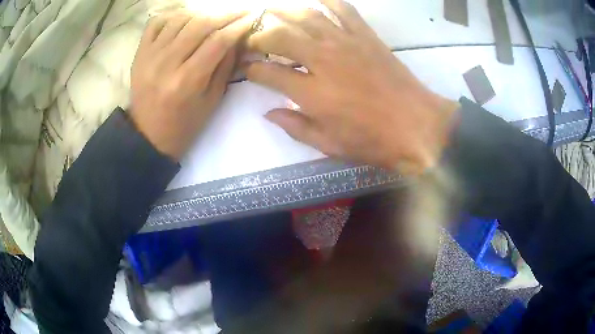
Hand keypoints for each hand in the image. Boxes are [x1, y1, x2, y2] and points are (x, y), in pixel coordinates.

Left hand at [131, 11, 252, 160]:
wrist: (148, 135)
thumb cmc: (184, 124)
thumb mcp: (212, 100)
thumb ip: (225, 66)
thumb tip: (237, 38)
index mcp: (187, 81)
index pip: (218, 41)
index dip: (238, 26)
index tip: (252, 17)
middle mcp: (166, 64)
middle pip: (200, 24)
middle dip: (225, 14)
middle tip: (239, 12)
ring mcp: (149, 56)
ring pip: (180, 19)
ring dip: (201, 14)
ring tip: (213, 18)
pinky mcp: (139, 54)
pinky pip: (156, 23)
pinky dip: (173, 16)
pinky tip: (184, 20)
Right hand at [246, 0, 458, 173]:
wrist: (418, 126)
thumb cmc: (373, 141)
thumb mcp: (329, 145)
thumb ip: (295, 126)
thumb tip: (268, 112)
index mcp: (312, 93)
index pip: (268, 73)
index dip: (252, 70)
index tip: (247, 69)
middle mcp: (323, 60)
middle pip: (279, 37)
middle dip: (259, 36)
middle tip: (253, 40)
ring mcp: (346, 43)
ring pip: (307, 17)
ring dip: (283, 12)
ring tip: (271, 12)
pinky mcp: (366, 36)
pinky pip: (343, 10)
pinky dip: (328, 1)